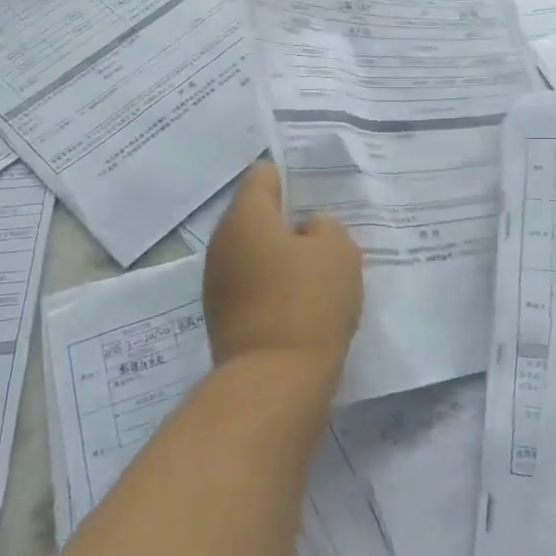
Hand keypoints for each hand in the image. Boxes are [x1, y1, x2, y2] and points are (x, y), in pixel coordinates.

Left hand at [204, 162, 361, 389]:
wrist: (276, 381)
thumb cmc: (309, 301)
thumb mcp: (338, 249)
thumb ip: (325, 226)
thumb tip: (305, 231)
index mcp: (245, 216)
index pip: (263, 174)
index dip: (292, 177)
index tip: (319, 194)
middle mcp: (222, 243)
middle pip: (257, 215)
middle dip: (290, 220)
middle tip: (328, 233)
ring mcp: (218, 282)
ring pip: (255, 252)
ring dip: (283, 256)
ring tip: (321, 271)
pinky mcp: (223, 316)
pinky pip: (253, 284)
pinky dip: (276, 286)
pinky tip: (304, 302)